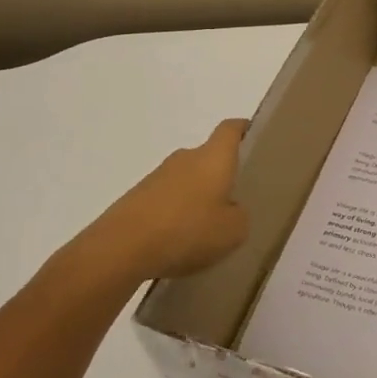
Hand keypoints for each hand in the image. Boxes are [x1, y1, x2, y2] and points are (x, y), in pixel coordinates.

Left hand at [75, 118, 250, 281]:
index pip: (231, 129)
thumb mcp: (233, 231)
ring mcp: (157, 177)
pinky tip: (179, 243)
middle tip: (237, 202)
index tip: (256, 142)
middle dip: (222, 176)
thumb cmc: (186, 231)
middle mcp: (185, 158)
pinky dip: (176, 215)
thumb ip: (240, 216)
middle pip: (209, 158)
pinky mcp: (137, 198)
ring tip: (207, 230)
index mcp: (213, 158)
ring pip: (188, 180)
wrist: (121, 248)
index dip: (244, 130)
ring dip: (198, 198)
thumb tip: (231, 209)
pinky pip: (167, 200)